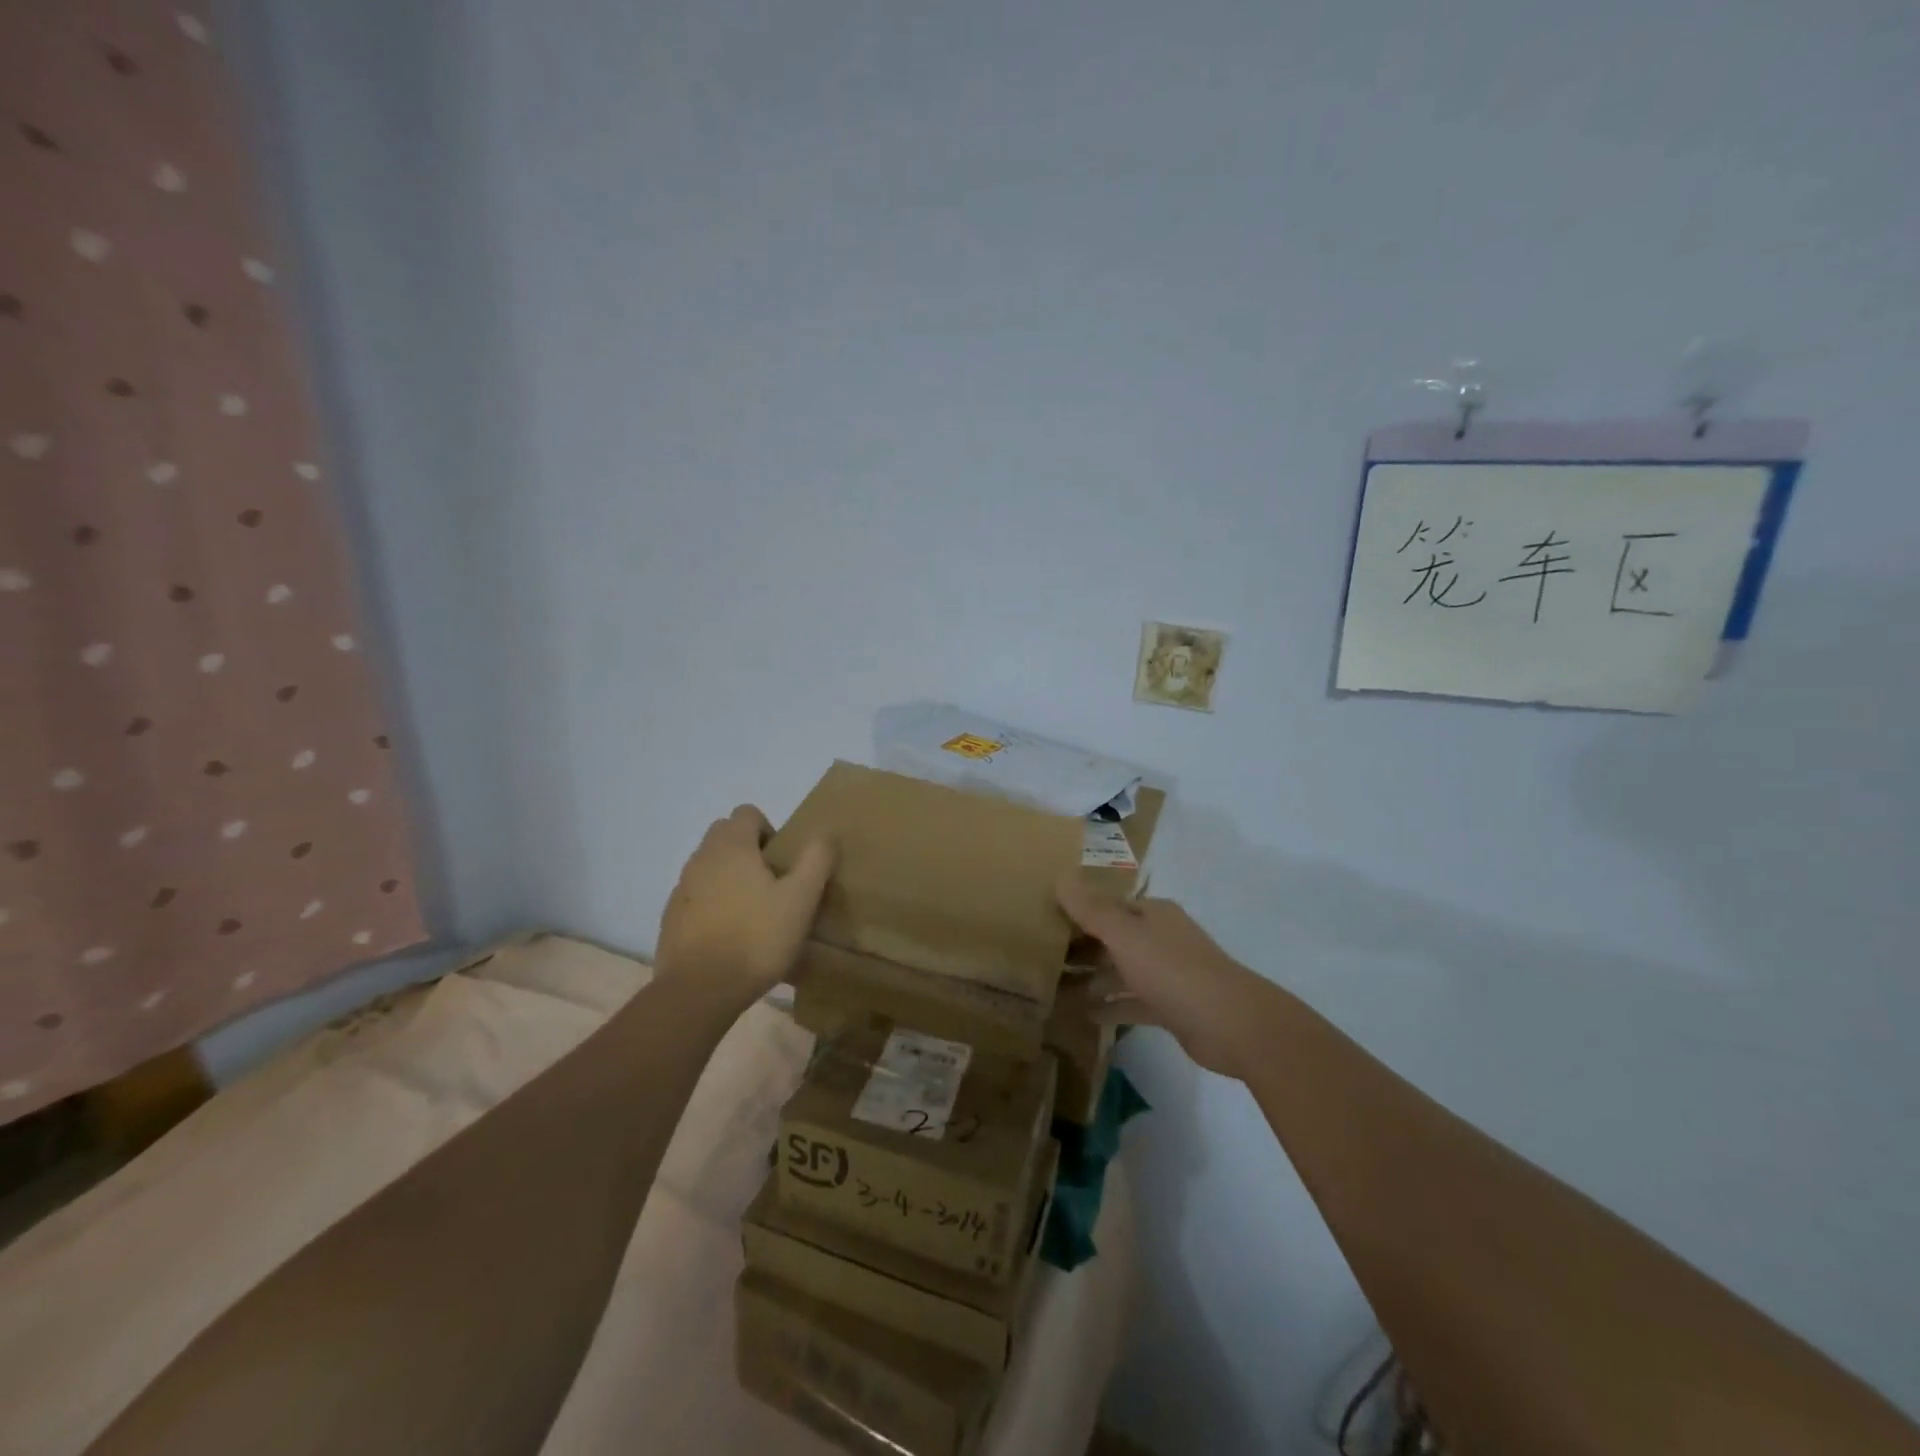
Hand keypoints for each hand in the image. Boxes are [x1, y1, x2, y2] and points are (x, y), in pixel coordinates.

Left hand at [657, 805, 834, 1010]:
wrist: (698, 991)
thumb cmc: (756, 938)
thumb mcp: (801, 899)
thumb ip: (816, 860)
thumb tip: (824, 834)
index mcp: (731, 846)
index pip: (747, 813)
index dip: (770, 831)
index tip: (783, 864)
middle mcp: (701, 858)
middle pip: (726, 836)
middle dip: (750, 852)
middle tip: (773, 886)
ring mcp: (681, 889)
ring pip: (710, 867)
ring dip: (731, 879)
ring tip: (755, 915)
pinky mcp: (671, 919)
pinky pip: (698, 897)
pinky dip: (714, 906)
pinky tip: (731, 937)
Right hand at [1057, 877, 1273, 1079]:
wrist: (1232, 1024)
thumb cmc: (1174, 970)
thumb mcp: (1125, 935)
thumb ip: (1091, 910)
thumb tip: (1060, 876)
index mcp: (1151, 914)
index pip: (1106, 906)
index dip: (1075, 912)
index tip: (1042, 923)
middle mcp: (1159, 938)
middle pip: (1112, 938)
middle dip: (1079, 948)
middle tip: (1040, 960)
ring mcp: (1167, 974)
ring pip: (1120, 971)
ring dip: (1091, 979)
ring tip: (1053, 990)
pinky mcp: (1171, 1007)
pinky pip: (1132, 1001)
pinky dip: (1110, 1005)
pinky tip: (1084, 1015)